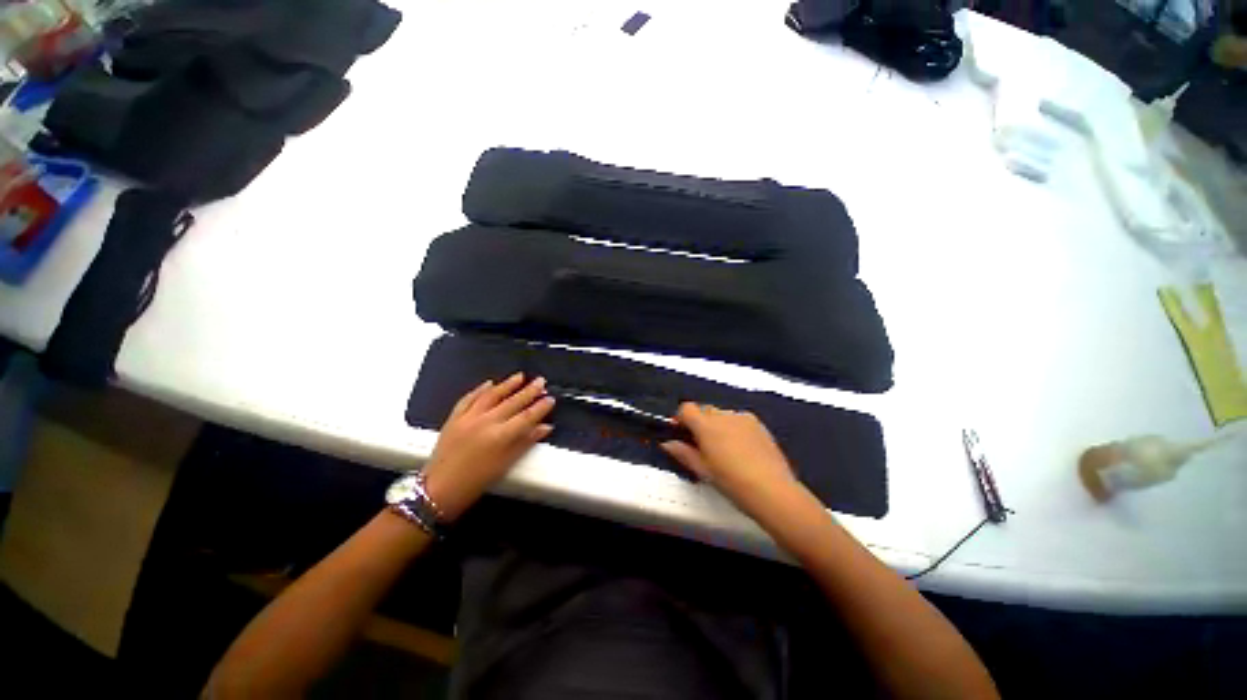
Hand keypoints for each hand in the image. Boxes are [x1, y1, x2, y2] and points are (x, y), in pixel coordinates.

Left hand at [421, 373, 554, 520]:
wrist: (439, 489)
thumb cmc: (476, 481)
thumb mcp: (505, 464)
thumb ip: (526, 442)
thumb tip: (545, 427)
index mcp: (500, 436)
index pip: (527, 416)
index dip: (541, 407)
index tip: (550, 399)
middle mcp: (486, 422)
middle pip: (512, 402)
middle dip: (529, 390)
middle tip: (541, 381)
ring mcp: (468, 417)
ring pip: (492, 395)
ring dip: (507, 384)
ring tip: (520, 376)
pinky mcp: (454, 418)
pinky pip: (469, 398)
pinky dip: (480, 389)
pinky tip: (489, 383)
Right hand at [661, 403, 801, 519]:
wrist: (772, 490)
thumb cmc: (731, 482)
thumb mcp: (703, 470)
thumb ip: (683, 453)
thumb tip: (667, 443)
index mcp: (706, 425)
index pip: (686, 408)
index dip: (681, 419)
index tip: (682, 434)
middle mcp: (723, 415)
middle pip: (704, 410)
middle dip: (700, 423)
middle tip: (703, 446)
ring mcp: (743, 417)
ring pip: (722, 415)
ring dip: (718, 425)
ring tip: (725, 449)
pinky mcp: (759, 424)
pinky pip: (739, 420)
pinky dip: (734, 428)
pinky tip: (742, 449)